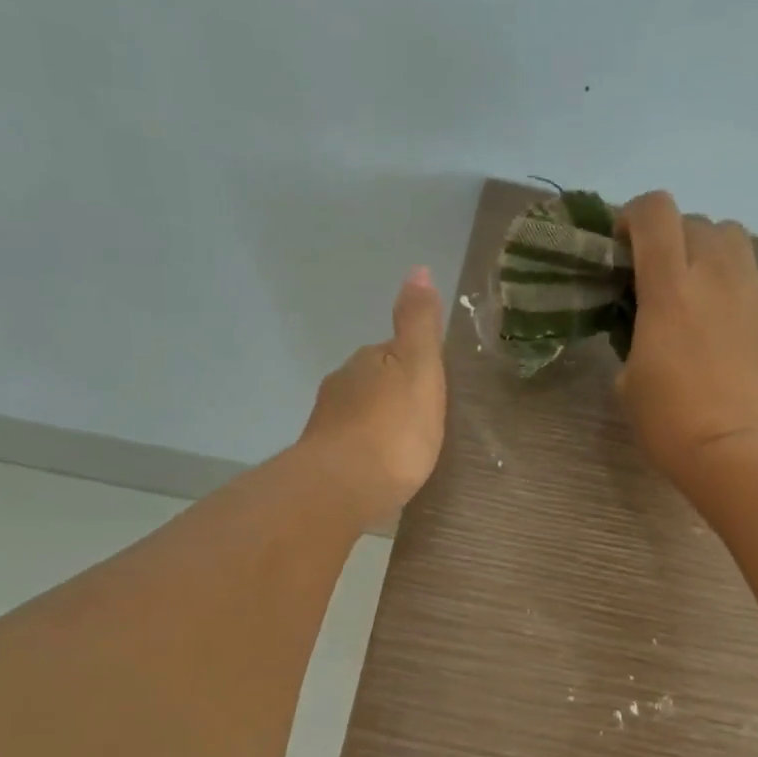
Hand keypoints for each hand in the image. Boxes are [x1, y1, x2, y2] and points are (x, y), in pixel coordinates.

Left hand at [298, 266, 447, 524]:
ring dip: (377, 424)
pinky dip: (364, 451)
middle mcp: (341, 384)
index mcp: (368, 360)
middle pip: (374, 382)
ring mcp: (327, 422)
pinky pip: (350, 446)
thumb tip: (418, 269)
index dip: (416, 367)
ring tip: (402, 449)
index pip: (394, 352)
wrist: (345, 487)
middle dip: (394, 397)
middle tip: (423, 422)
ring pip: (359, 414)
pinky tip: (378, 469)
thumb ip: (419, 323)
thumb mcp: (420, 369)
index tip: (435, 390)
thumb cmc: (394, 429)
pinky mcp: (322, 459)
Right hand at [615, 191, 757, 486]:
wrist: (739, 450)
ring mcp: (750, 291)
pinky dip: (728, 277)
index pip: (655, 212)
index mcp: (669, 288)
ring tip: (691, 286)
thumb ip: (633, 337)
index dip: (632, 215)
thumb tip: (646, 327)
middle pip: (694, 219)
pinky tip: (717, 315)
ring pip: (730, 236)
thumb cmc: (671, 422)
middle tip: (654, 274)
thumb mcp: (629, 380)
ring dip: (705, 248)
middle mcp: (714, 274)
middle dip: (668, 236)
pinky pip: (748, 271)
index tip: (620, 246)